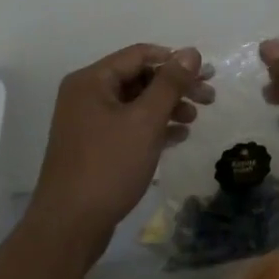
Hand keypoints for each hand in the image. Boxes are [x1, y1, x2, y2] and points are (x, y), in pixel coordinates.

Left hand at [29, 43, 212, 246]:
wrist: (69, 226)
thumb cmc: (108, 166)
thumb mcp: (145, 121)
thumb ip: (170, 84)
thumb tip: (191, 52)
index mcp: (91, 80)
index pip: (139, 54)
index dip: (175, 60)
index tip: (206, 74)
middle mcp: (86, 95)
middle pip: (138, 77)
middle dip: (174, 86)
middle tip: (208, 98)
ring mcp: (87, 122)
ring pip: (135, 103)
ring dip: (166, 107)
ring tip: (195, 119)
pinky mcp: (93, 147)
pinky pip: (128, 125)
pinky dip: (153, 127)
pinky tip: (178, 136)